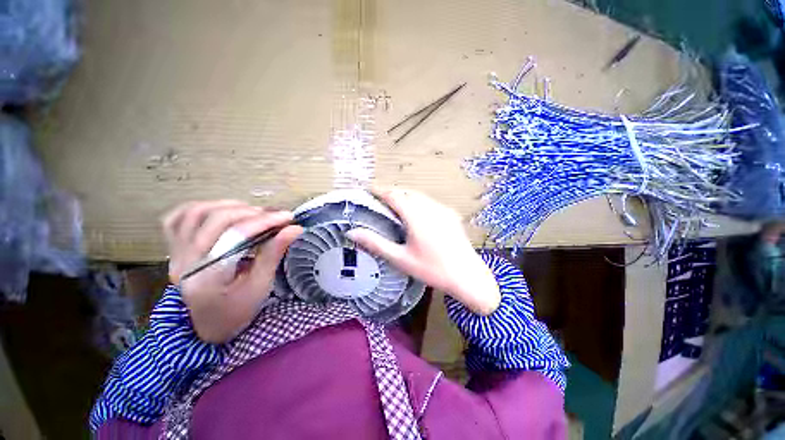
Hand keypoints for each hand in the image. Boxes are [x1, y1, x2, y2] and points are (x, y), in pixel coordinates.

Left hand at [163, 200, 302, 342]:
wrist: (209, 326)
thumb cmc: (238, 310)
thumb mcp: (261, 285)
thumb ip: (274, 253)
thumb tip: (294, 228)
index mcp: (208, 276)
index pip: (235, 235)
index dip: (264, 221)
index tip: (288, 217)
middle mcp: (185, 261)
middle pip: (215, 219)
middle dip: (251, 212)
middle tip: (274, 215)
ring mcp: (175, 254)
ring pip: (195, 213)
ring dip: (229, 206)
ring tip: (253, 212)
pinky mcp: (174, 249)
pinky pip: (176, 218)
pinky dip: (199, 208)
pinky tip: (219, 209)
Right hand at [346, 188, 500, 315]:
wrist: (467, 276)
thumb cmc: (431, 269)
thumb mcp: (400, 258)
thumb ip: (375, 243)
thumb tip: (351, 232)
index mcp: (415, 216)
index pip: (394, 195)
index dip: (380, 190)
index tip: (369, 190)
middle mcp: (430, 207)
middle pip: (407, 192)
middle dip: (392, 192)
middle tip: (380, 198)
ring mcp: (443, 209)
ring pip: (419, 196)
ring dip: (405, 196)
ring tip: (395, 204)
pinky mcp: (451, 214)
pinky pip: (430, 202)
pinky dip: (418, 202)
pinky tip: (416, 213)